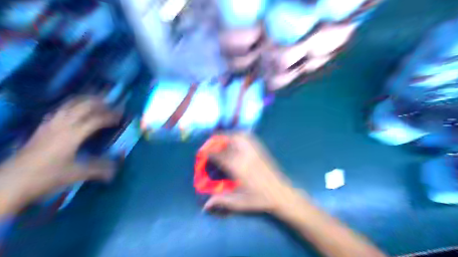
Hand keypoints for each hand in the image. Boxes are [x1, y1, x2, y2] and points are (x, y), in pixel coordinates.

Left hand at [0, 96, 119, 214]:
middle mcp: (62, 125)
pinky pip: (61, 109)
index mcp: (72, 135)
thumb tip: (116, 170)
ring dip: (85, 100)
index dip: (110, 116)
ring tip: (97, 100)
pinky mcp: (42, 127)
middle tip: (112, 101)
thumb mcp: (76, 174)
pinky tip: (75, 109)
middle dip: (99, 101)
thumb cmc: (46, 177)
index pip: (96, 119)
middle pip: (82, 106)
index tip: (121, 116)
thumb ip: (98, 169)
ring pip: (69, 104)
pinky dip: (72, 105)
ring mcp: (50, 124)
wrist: (10, 182)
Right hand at [204, 133, 303, 214]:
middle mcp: (245, 156)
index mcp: (238, 168)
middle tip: (211, 144)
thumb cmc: (260, 199)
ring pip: (239, 136)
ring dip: (229, 135)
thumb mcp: (240, 202)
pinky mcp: (261, 150)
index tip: (202, 153)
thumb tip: (205, 205)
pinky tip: (238, 138)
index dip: (209, 153)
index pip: (219, 156)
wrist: (281, 194)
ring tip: (223, 139)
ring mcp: (254, 151)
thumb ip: (222, 201)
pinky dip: (240, 135)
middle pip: (228, 142)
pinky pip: (249, 138)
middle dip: (217, 141)